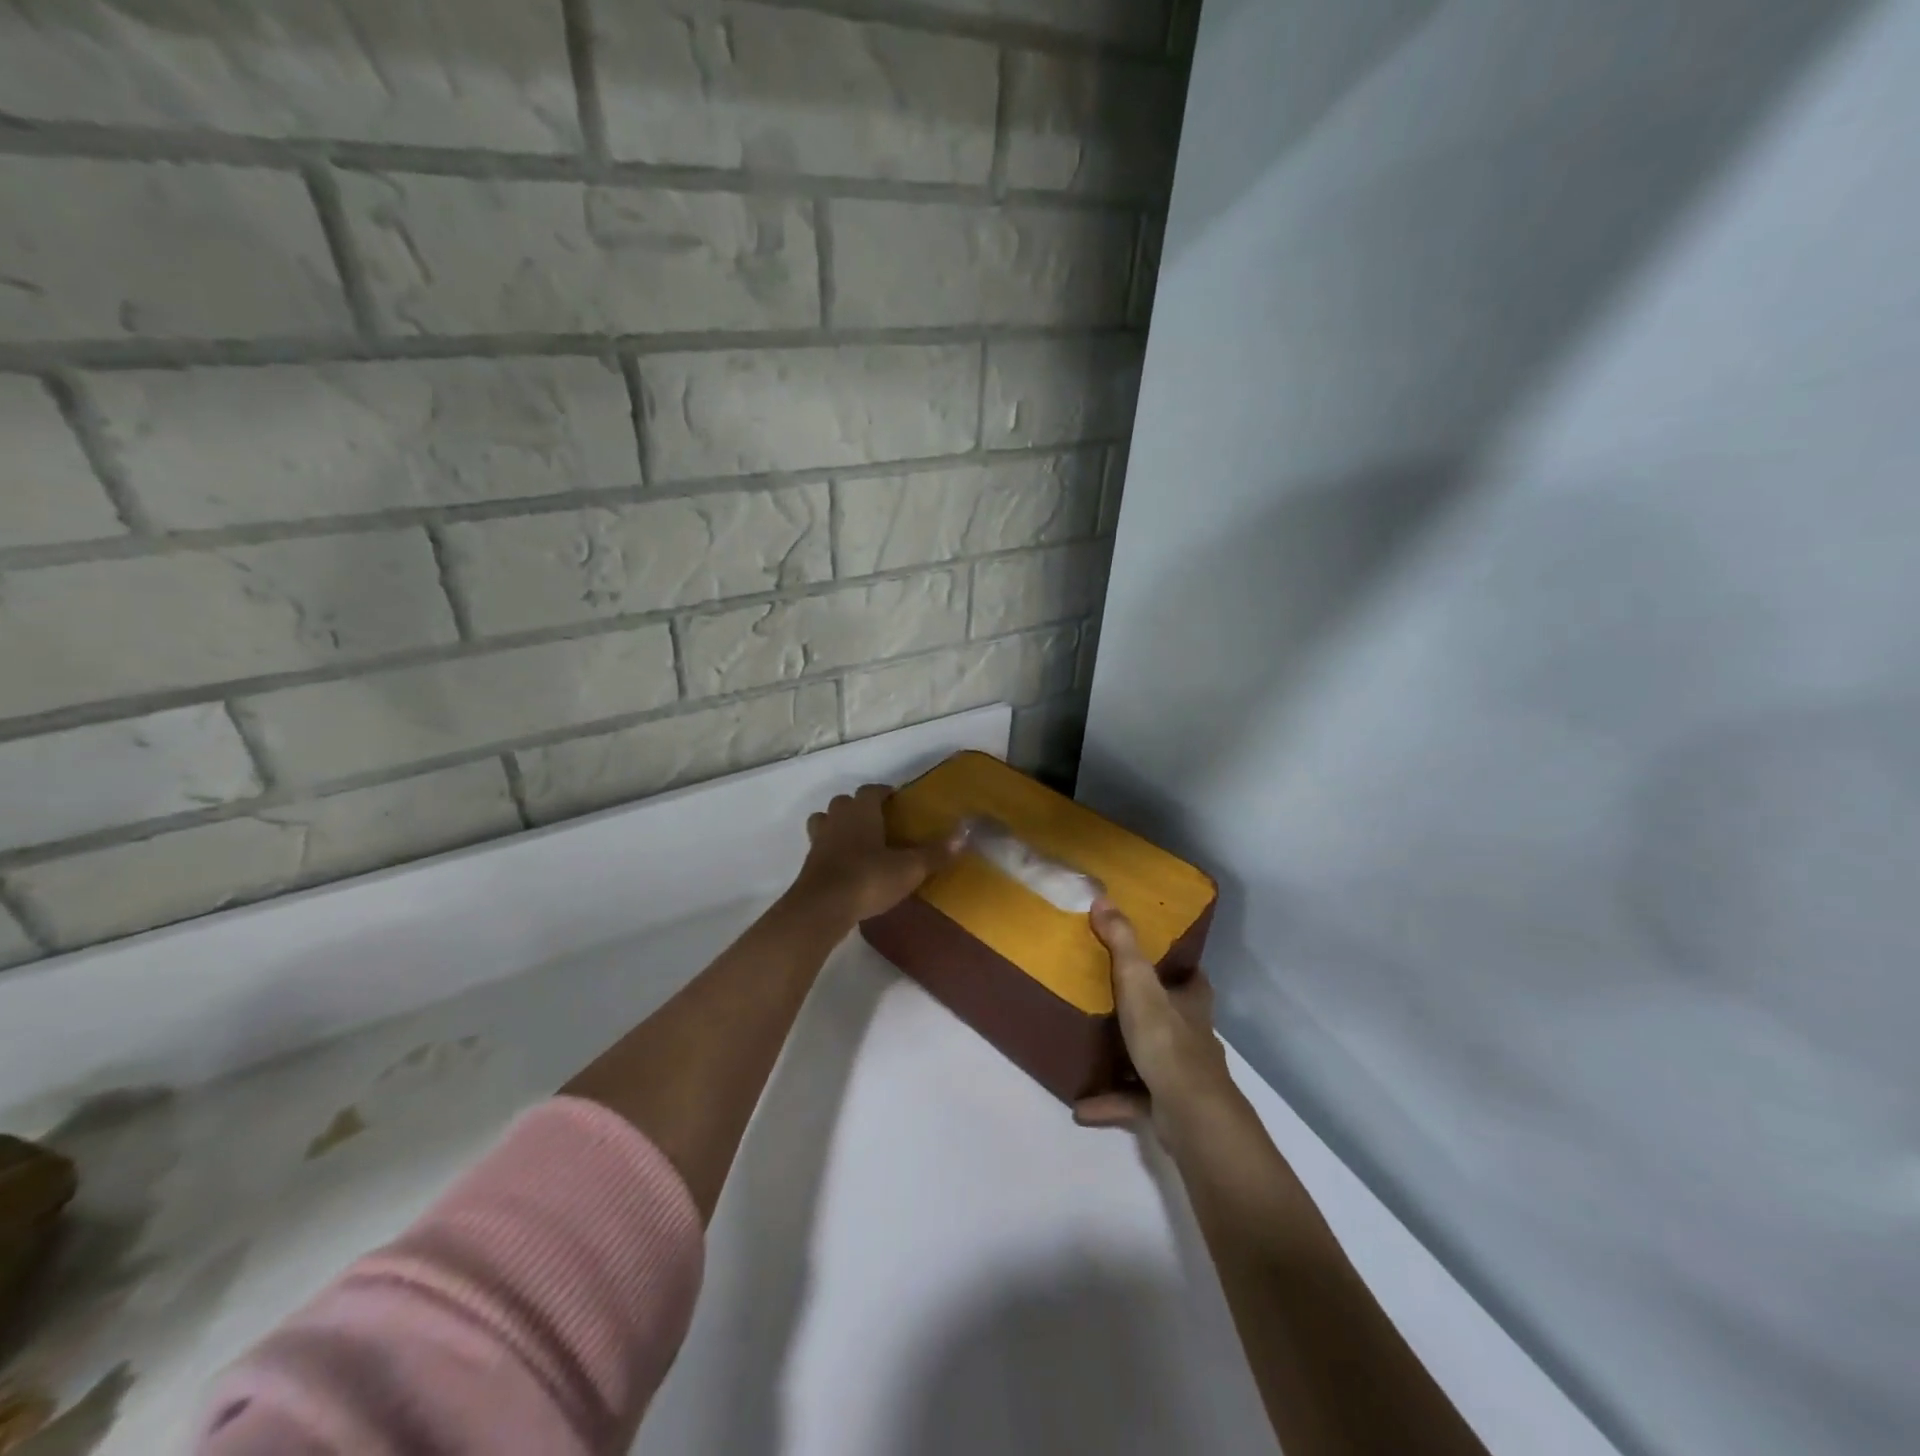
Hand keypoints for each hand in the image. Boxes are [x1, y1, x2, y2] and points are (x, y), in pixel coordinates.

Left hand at [786, 784, 956, 926]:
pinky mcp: (808, 864)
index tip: (896, 800)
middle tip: (878, 822)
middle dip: (859, 807)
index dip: (883, 793)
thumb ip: (935, 852)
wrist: (822, 907)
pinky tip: (845, 867)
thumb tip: (964, 834)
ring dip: (838, 826)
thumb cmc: (868, 878)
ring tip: (857, 841)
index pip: (870, 790)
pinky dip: (831, 851)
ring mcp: (818, 841)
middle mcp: (837, 819)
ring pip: (825, 821)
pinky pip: (820, 848)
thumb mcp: (909, 868)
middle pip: (844, 802)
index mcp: (861, 811)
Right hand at [1074, 900, 1232, 1134]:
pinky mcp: (1170, 1107)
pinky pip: (1135, 1099)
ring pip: (1156, 1060)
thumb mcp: (1138, 983)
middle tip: (1119, 1000)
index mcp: (1192, 1005)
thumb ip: (1121, 943)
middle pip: (1178, 1018)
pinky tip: (1081, 1105)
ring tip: (1095, 1050)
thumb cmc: (1166, 1040)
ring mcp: (1184, 1075)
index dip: (1183, 970)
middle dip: (1155, 1011)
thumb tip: (1103, 898)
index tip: (1162, 959)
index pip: (1195, 980)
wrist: (1189, 1113)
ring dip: (1129, 1058)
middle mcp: (1194, 1037)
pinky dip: (1111, 1100)